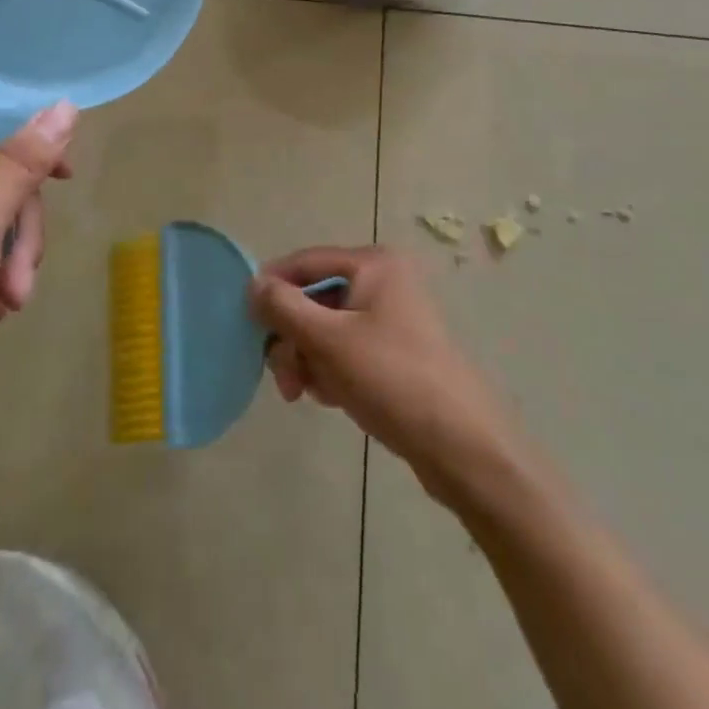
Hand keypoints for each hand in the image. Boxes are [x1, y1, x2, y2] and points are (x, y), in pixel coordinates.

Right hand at [249, 245, 517, 503]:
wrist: (463, 446)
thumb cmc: (392, 379)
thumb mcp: (328, 340)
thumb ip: (284, 307)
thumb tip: (253, 284)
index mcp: (373, 264)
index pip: (304, 262)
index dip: (271, 288)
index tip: (245, 323)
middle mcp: (383, 282)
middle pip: (314, 298)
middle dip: (293, 337)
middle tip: (285, 379)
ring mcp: (391, 318)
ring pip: (325, 328)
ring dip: (308, 358)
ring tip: (308, 393)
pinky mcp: (394, 352)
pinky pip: (345, 349)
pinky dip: (330, 370)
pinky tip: (332, 398)